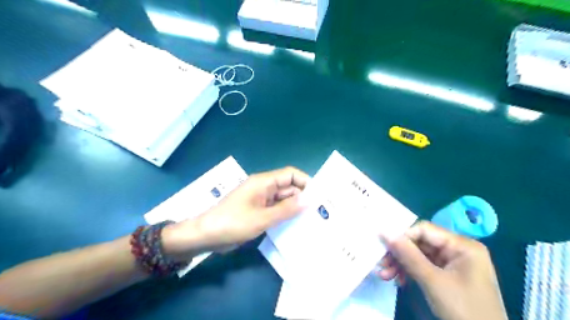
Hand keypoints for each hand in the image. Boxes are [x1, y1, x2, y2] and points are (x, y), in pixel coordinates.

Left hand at [162, 166, 310, 260]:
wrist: (206, 236)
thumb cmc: (233, 223)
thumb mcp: (262, 217)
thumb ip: (286, 209)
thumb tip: (309, 200)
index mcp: (264, 182)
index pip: (290, 174)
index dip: (306, 181)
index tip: (319, 195)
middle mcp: (264, 188)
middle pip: (288, 187)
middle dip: (303, 197)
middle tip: (320, 212)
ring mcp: (261, 200)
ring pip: (283, 200)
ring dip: (295, 208)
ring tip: (312, 220)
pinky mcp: (258, 212)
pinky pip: (276, 210)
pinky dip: (285, 216)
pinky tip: (296, 226)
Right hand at [378, 221, 507, 319]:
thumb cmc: (463, 309)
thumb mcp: (432, 281)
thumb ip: (408, 254)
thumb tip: (384, 232)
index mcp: (462, 245)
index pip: (424, 229)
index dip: (402, 236)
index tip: (383, 246)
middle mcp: (457, 249)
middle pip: (420, 243)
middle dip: (399, 254)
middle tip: (381, 264)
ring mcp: (453, 263)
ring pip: (419, 255)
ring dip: (401, 264)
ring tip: (385, 275)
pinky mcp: (447, 275)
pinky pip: (423, 266)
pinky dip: (409, 272)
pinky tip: (398, 280)